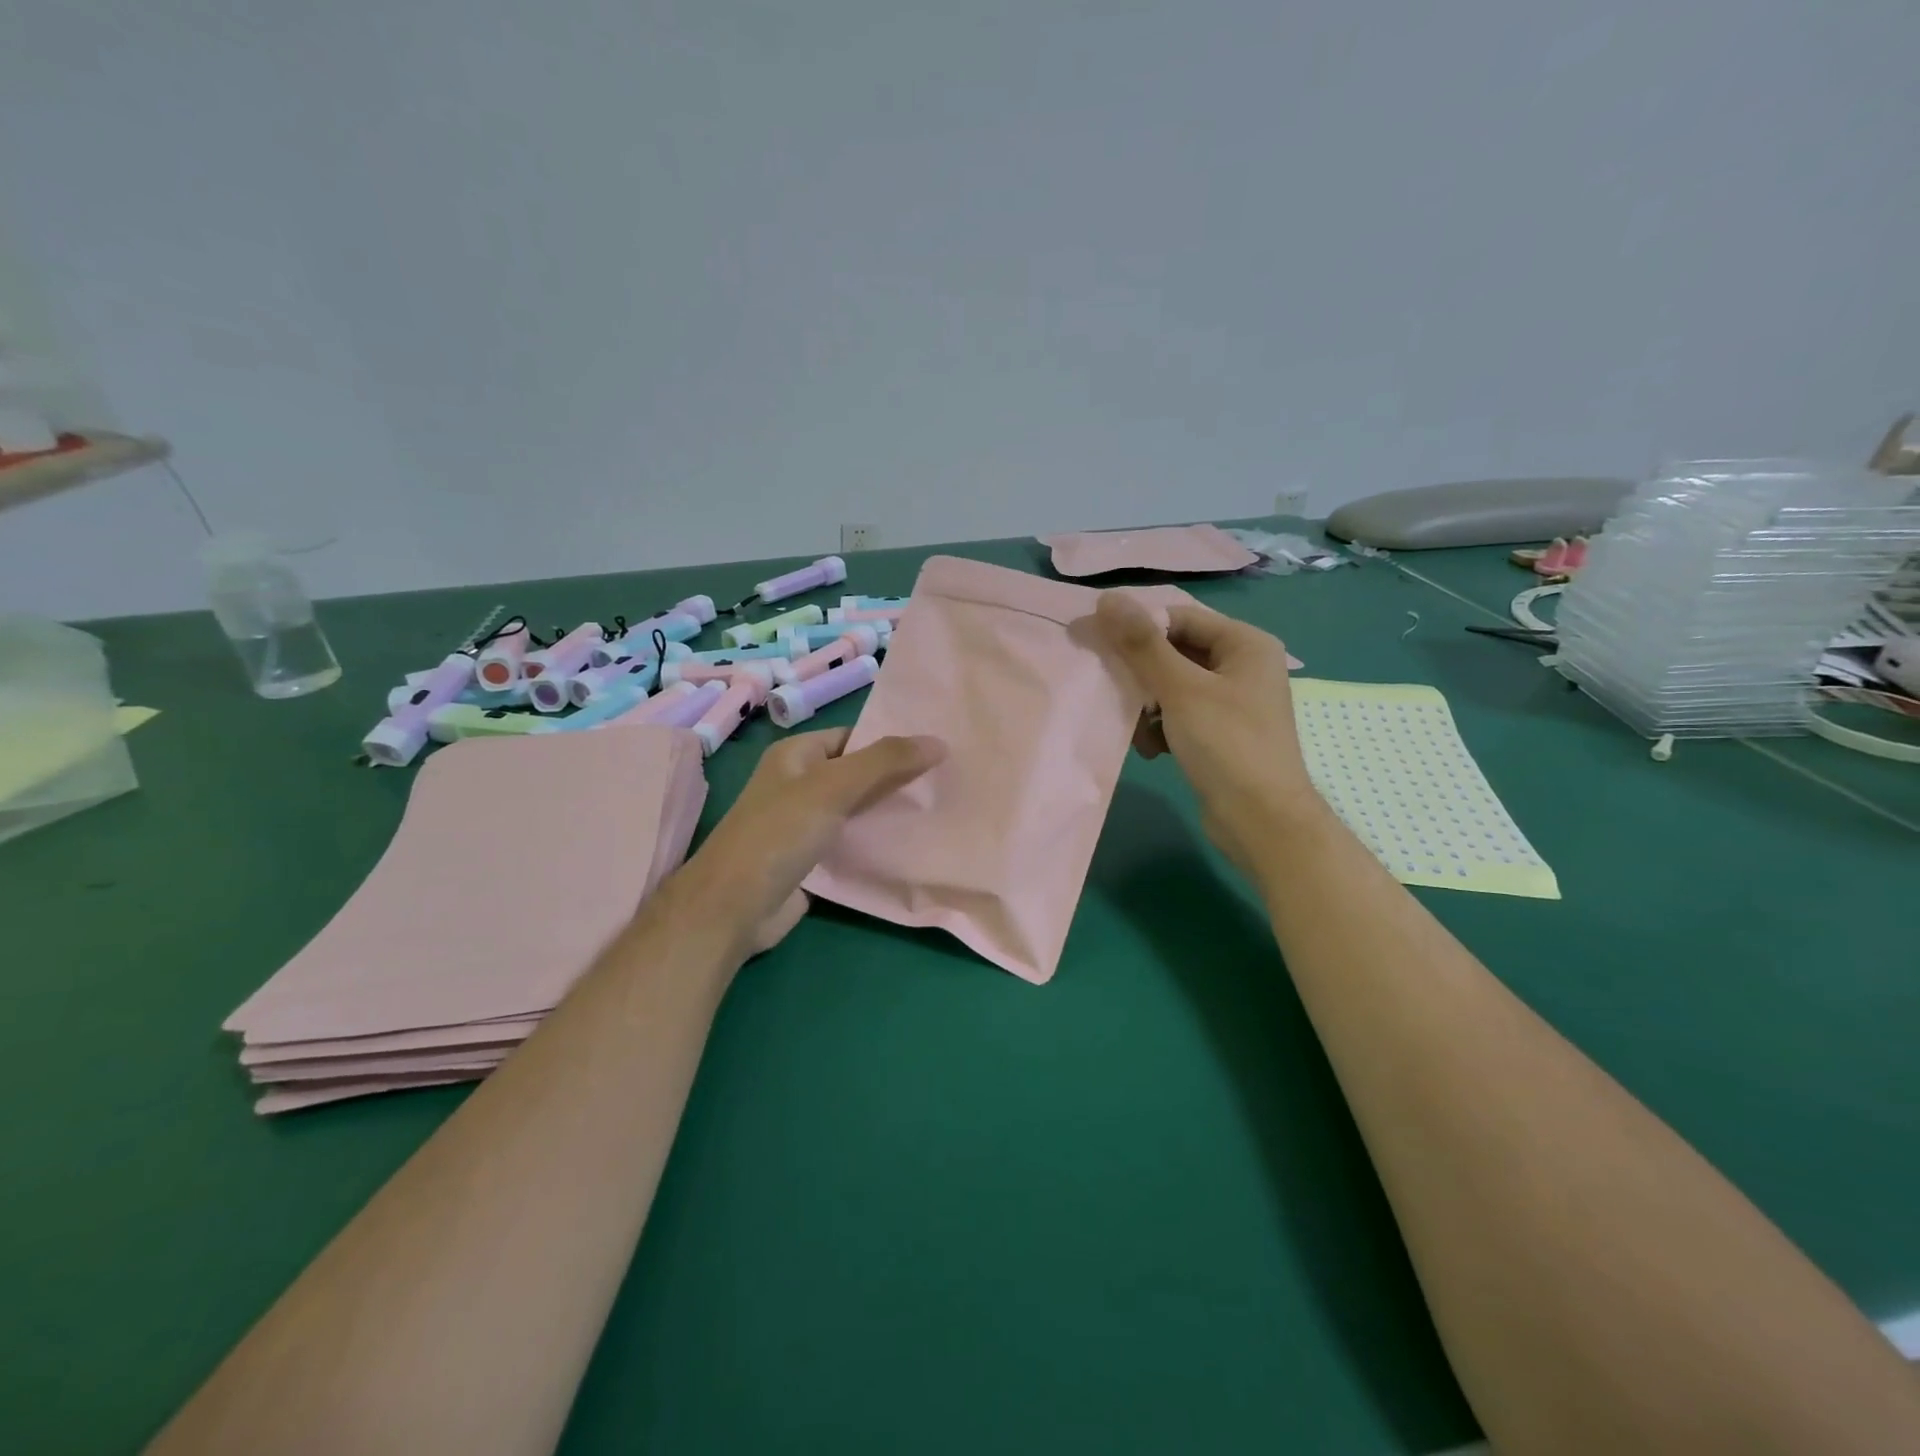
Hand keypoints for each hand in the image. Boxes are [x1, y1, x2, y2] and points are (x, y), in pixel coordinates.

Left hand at [672, 728, 945, 956]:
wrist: (734, 907)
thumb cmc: (779, 833)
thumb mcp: (833, 786)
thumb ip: (885, 762)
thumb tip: (938, 742)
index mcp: (797, 754)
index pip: (854, 737)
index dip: (892, 741)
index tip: (938, 750)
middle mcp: (799, 783)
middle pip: (858, 773)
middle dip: (897, 777)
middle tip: (946, 780)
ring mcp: (804, 823)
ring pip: (857, 809)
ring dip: (890, 811)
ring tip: (939, 808)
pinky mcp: (811, 858)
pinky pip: (851, 840)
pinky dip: (876, 841)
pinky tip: (912, 843)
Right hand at [1095, 592, 1324, 877]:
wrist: (1262, 821)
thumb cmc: (1227, 746)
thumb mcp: (1180, 690)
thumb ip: (1142, 644)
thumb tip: (1107, 598)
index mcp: (1245, 643)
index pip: (1179, 617)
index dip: (1138, 627)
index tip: (1098, 643)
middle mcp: (1243, 665)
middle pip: (1175, 651)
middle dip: (1142, 675)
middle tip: (1114, 690)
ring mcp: (1234, 701)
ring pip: (1173, 686)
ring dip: (1148, 706)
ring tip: (1140, 731)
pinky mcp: (1222, 732)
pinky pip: (1180, 714)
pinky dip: (1162, 727)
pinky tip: (1154, 750)